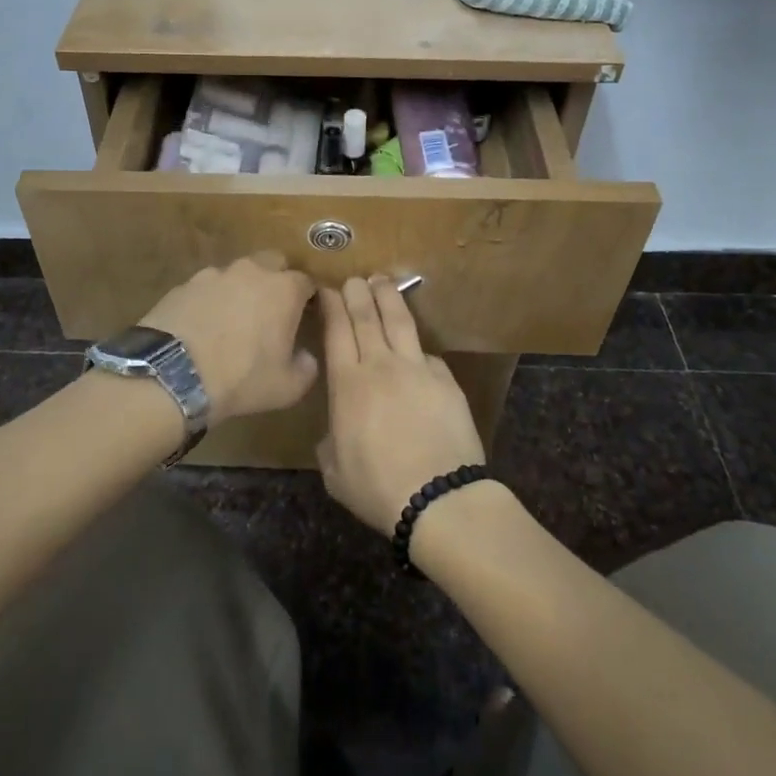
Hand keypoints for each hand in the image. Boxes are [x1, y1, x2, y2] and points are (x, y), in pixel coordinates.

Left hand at [141, 253, 318, 422]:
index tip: (305, 315)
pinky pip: (205, 288)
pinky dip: (209, 301)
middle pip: (272, 262)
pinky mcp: (183, 285)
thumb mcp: (287, 388)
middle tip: (271, 310)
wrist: (172, 375)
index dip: (307, 297)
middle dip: (276, 279)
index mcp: (284, 290)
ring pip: (236, 274)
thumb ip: (306, 368)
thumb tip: (305, 357)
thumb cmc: (241, 378)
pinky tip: (202, 326)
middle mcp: (251, 271)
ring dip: (240, 289)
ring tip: (232, 320)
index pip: (306, 281)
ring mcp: (213, 275)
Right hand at [317, 277, 483, 535]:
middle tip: (354, 278)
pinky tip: (416, 348)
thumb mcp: (334, 471)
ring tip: (383, 281)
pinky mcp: (446, 380)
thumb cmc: (377, 488)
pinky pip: (428, 355)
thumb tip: (339, 429)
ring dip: (389, 298)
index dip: (333, 305)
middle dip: (358, 292)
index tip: (329, 289)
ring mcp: (418, 368)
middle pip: (367, 317)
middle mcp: (381, 366)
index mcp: (348, 384)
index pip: (337, 330)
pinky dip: (417, 348)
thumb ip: (332, 440)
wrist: (438, 497)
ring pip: (400, 322)